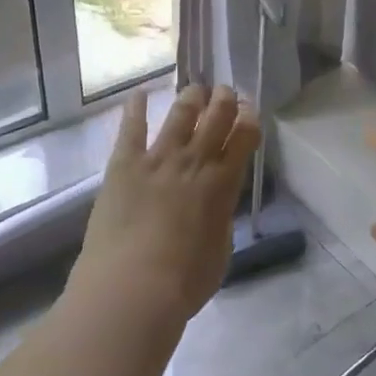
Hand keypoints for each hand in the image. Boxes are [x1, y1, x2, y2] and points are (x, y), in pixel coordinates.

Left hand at [72, 86, 260, 327]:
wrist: (132, 287)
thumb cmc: (185, 281)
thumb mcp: (221, 250)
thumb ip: (221, 219)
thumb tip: (216, 206)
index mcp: (223, 184)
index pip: (244, 139)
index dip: (250, 120)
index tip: (251, 110)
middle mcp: (194, 163)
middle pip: (215, 119)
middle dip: (225, 101)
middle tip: (227, 91)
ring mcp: (158, 160)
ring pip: (180, 117)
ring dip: (191, 99)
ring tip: (196, 89)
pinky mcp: (124, 166)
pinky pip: (131, 130)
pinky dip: (135, 109)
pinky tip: (139, 94)